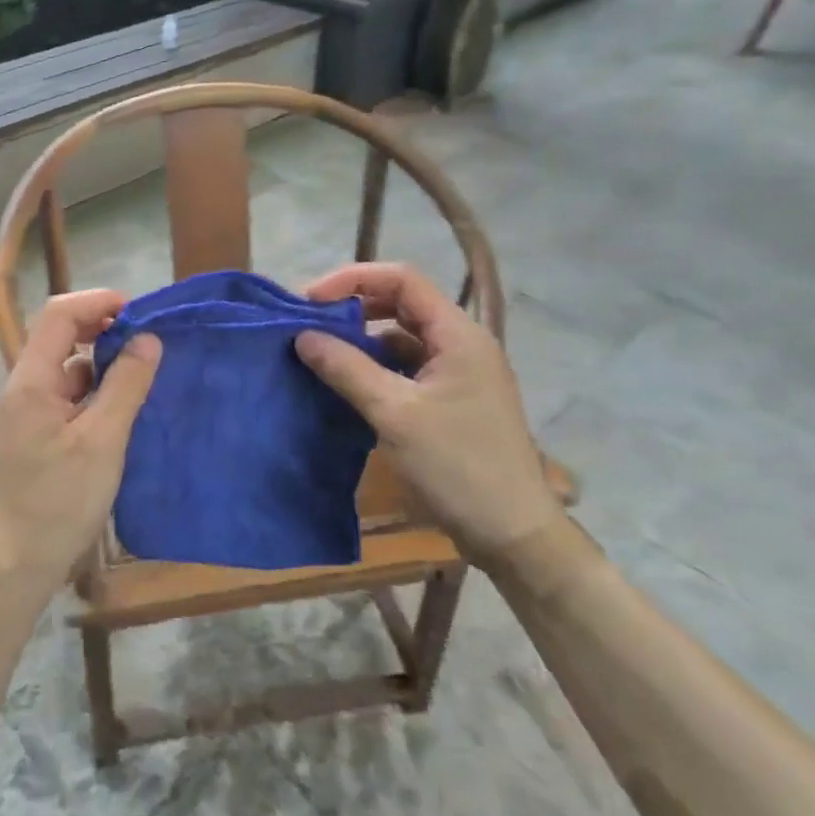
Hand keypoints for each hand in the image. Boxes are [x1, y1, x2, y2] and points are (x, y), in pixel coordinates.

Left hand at [0, 290, 161, 590]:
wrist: (14, 566)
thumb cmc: (59, 502)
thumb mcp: (102, 441)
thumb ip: (126, 385)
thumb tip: (148, 338)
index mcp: (30, 380)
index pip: (59, 314)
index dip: (98, 302)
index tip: (139, 313)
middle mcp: (22, 388)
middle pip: (59, 336)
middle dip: (102, 329)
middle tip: (146, 342)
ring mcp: (25, 414)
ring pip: (65, 369)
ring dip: (100, 363)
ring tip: (141, 375)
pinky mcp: (33, 437)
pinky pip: (65, 398)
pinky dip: (93, 393)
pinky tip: (120, 411)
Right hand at [294, 263, 558, 565]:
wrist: (512, 535)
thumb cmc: (457, 466)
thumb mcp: (394, 413)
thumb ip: (346, 368)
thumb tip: (302, 336)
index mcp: (458, 335)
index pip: (402, 279)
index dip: (353, 279)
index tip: (311, 300)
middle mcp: (462, 344)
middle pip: (402, 304)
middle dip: (354, 307)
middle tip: (310, 324)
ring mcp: (458, 374)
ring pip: (402, 338)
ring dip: (362, 340)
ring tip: (320, 353)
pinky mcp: (451, 401)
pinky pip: (406, 368)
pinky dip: (375, 368)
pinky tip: (346, 384)